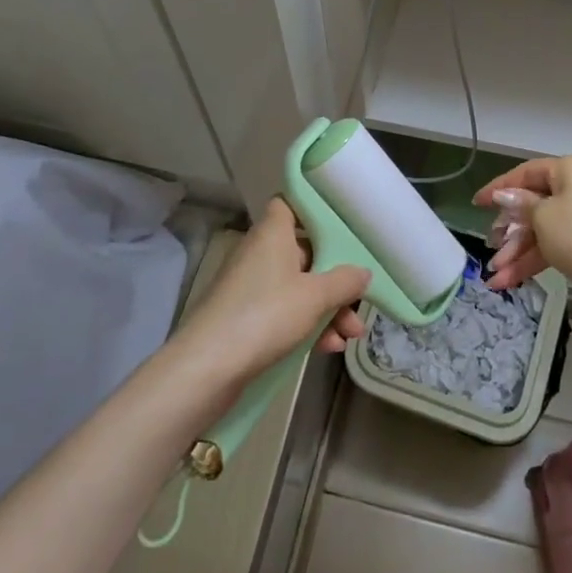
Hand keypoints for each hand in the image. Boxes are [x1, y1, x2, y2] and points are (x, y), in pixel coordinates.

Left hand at [177, 198, 369, 387]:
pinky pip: (285, 311)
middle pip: (305, 253)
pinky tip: (328, 348)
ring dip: (327, 308)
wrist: (208, 366)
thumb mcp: (315, 297)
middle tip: (359, 300)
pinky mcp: (247, 317)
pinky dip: (307, 324)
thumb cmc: (266, 315)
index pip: (290, 205)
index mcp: (273, 234)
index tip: (342, 226)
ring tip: (350, 336)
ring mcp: (252, 286)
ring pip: (298, 287)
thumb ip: (344, 281)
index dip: (314, 211)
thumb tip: (363, 272)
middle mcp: (261, 253)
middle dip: (335, 278)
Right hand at [474, 156, 571, 312]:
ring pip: (543, 228)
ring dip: (518, 250)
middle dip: (509, 230)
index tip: (476, 203)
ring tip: (494, 274)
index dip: (499, 188)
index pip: (527, 172)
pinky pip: (556, 243)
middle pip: (535, 203)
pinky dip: (535, 259)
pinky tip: (509, 280)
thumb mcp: (542, 216)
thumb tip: (504, 196)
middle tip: (490, 245)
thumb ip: (520, 204)